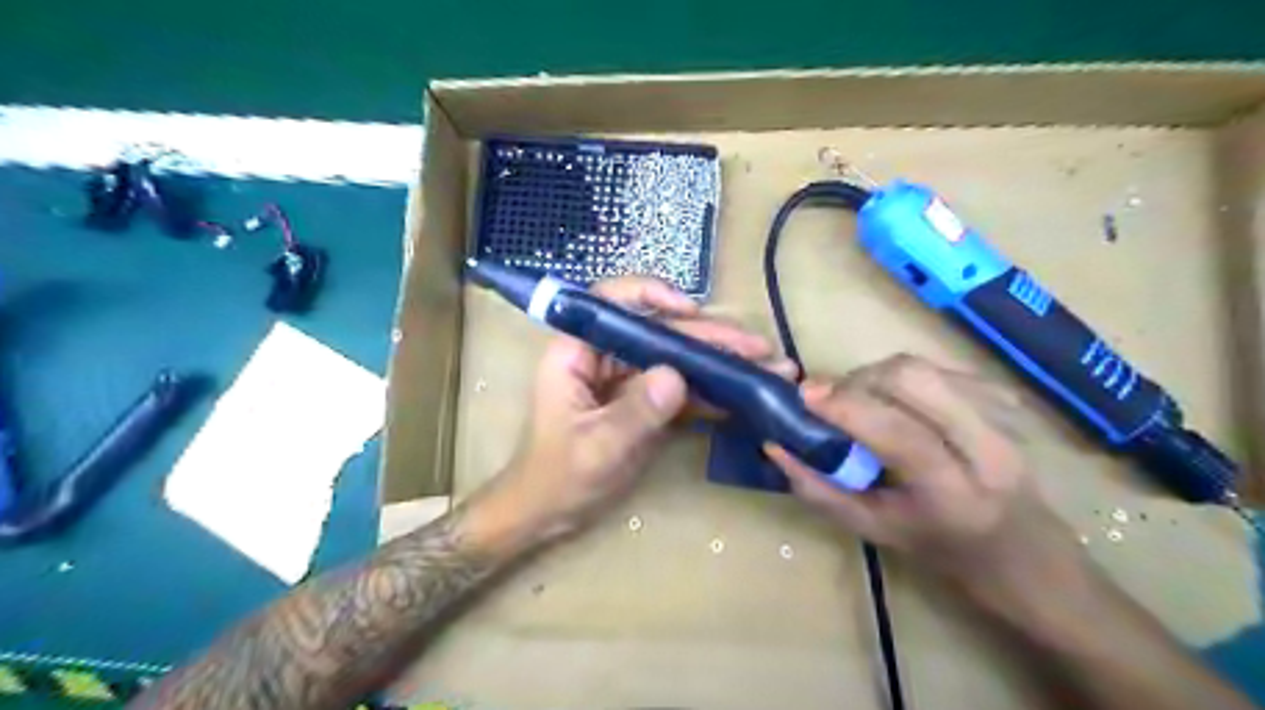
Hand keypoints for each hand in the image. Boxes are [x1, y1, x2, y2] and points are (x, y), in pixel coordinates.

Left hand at [494, 275, 788, 539]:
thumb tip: (677, 376)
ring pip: (675, 358)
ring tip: (768, 368)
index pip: (611, 303)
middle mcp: (603, 357)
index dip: (651, 295)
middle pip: (657, 332)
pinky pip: (679, 389)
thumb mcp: (596, 448)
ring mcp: (626, 380)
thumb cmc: (557, 478)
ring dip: (719, 363)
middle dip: (707, 337)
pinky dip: (711, 392)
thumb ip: (634, 412)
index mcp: (576, 353)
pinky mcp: (643, 403)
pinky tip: (744, 396)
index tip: (692, 311)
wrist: (547, 514)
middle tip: (758, 348)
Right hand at [759, 351, 1087, 602]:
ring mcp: (1001, 419)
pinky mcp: (1006, 404)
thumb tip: (776, 446)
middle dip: (857, 379)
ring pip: (925, 367)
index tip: (804, 395)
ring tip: (859, 398)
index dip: (844, 404)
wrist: (1032, 560)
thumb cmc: (948, 556)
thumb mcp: (876, 532)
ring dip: (877, 374)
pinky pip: (942, 369)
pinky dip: (904, 376)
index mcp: (953, 491)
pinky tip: (895, 399)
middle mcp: (985, 446)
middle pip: (912, 379)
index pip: (895, 430)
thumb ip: (820, 489)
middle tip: (831, 398)